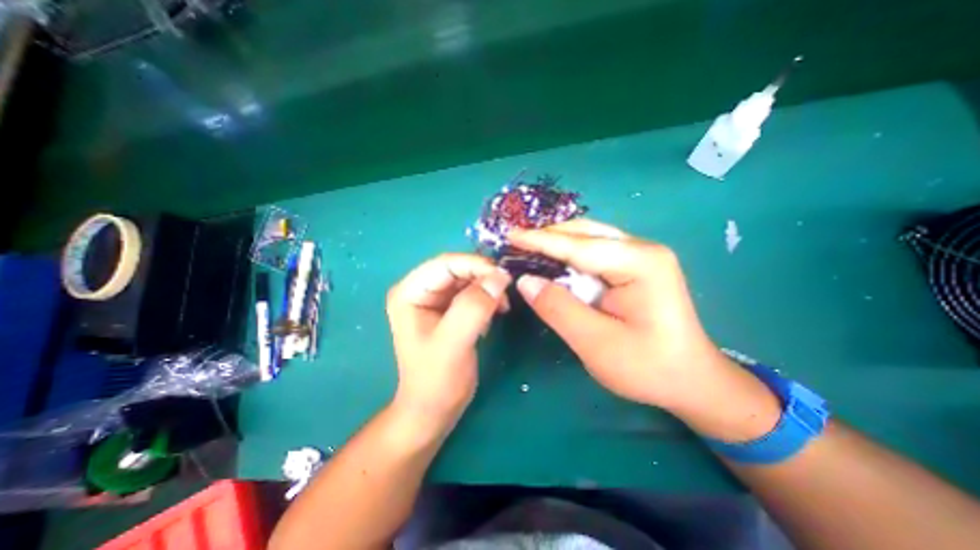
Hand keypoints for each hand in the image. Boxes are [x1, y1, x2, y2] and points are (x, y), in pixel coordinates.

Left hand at [386, 253, 512, 434]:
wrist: (433, 409)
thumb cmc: (436, 380)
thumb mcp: (453, 343)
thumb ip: (474, 308)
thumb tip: (500, 276)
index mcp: (410, 292)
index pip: (445, 263)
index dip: (475, 265)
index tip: (504, 277)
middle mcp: (420, 289)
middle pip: (457, 268)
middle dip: (484, 277)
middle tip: (507, 292)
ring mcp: (435, 299)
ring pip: (468, 278)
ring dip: (488, 287)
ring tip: (503, 305)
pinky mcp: (449, 309)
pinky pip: (472, 291)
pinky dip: (488, 297)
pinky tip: (497, 310)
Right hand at [510, 220, 777, 440]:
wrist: (691, 380)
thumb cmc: (648, 367)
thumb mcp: (596, 343)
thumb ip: (558, 308)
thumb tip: (524, 280)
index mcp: (640, 263)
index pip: (579, 245)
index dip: (540, 240)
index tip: (510, 235)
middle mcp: (642, 249)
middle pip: (584, 233)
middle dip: (548, 237)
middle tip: (514, 245)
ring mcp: (640, 255)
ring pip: (588, 239)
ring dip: (557, 244)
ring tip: (527, 251)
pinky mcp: (635, 265)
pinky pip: (594, 252)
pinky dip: (569, 255)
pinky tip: (553, 262)